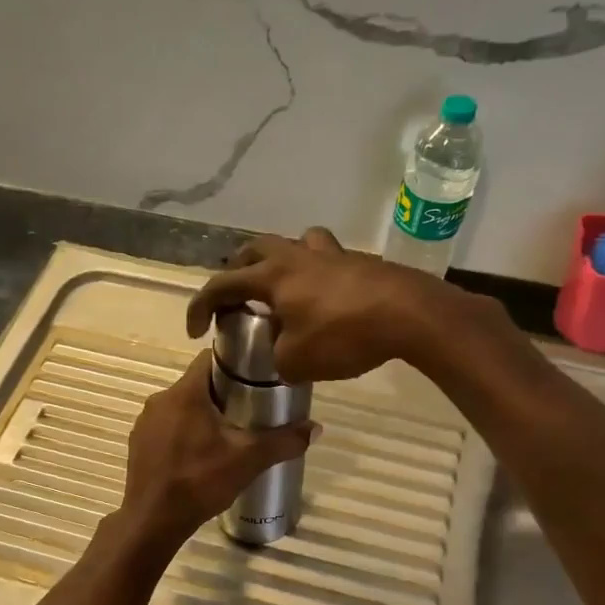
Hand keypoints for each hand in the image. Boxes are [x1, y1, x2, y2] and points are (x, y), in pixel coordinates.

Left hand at [118, 352, 315, 548]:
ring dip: (201, 415)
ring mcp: (145, 422)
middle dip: (222, 393)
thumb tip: (316, 428)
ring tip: (227, 435)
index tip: (254, 376)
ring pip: (180, 407)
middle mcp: (160, 400)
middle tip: (248, 411)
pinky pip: (166, 427)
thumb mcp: (248, 460)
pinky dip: (183, 433)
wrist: (153, 521)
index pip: (208, 358)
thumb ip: (283, 441)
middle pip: (196, 384)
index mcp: (185, 393)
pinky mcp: (138, 443)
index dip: (233, 363)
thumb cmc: (200, 481)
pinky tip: (199, 455)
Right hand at [185, 227, 466, 383]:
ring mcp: (332, 255)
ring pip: (295, 243)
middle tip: (236, 296)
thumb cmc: (344, 335)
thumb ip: (276, 357)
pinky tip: (324, 300)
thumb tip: (280, 353)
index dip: (200, 306)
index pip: (222, 284)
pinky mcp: (360, 262)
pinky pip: (326, 260)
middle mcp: (297, 256)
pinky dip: (314, 274)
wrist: (409, 314)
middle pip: (256, 249)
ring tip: (281, 288)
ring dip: (279, 261)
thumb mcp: (296, 361)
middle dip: (238, 271)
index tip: (195, 331)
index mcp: (272, 276)